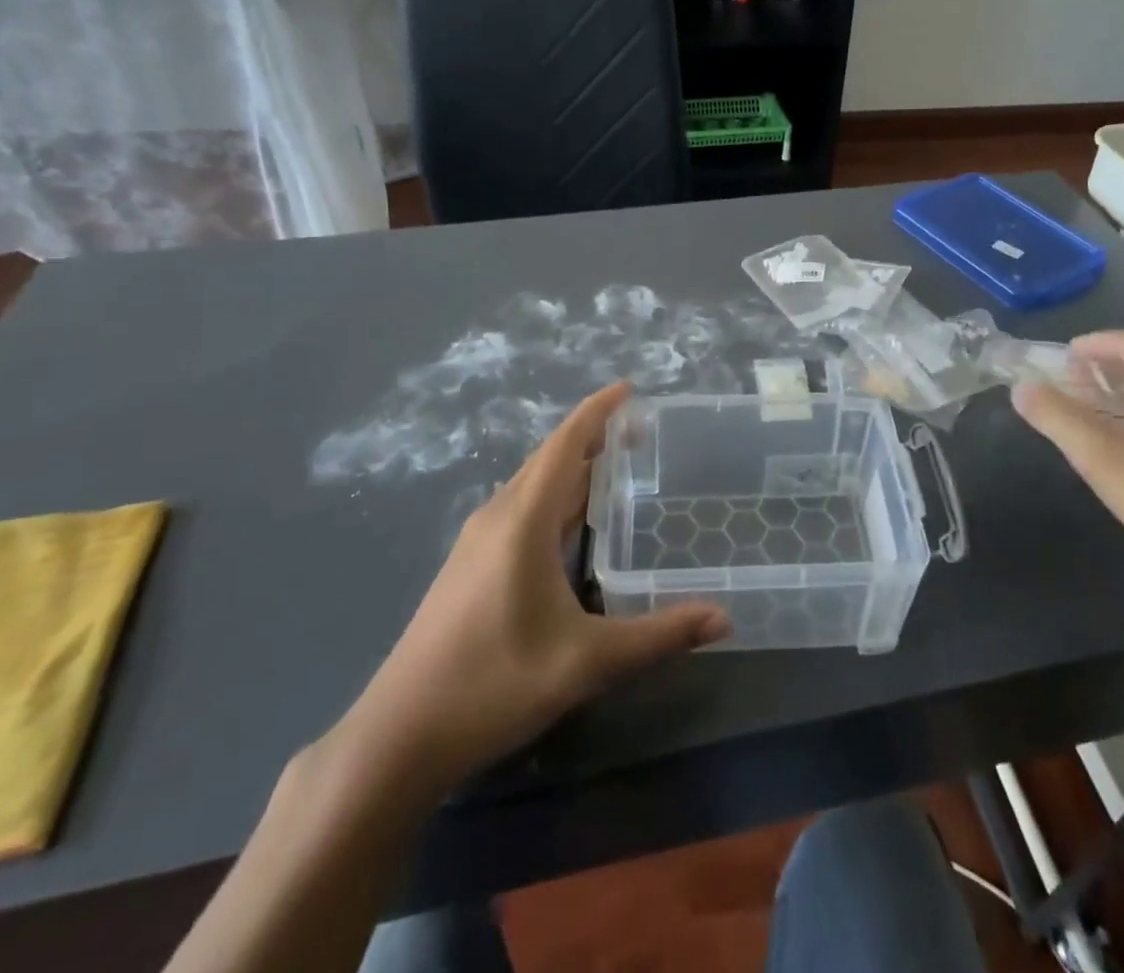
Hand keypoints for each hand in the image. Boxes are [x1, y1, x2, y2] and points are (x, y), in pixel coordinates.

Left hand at [330, 383, 728, 795]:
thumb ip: (658, 636)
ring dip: (573, 467)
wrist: (399, 735)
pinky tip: (574, 522)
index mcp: (523, 520)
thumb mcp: (586, 662)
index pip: (565, 445)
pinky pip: (521, 508)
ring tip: (616, 464)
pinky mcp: (470, 564)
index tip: (630, 389)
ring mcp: (478, 541)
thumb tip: (724, 620)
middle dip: (594, 437)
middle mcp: (498, 517)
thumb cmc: (493, 685)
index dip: (597, 411)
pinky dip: (555, 495)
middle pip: (550, 458)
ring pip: (533, 484)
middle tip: (642, 432)